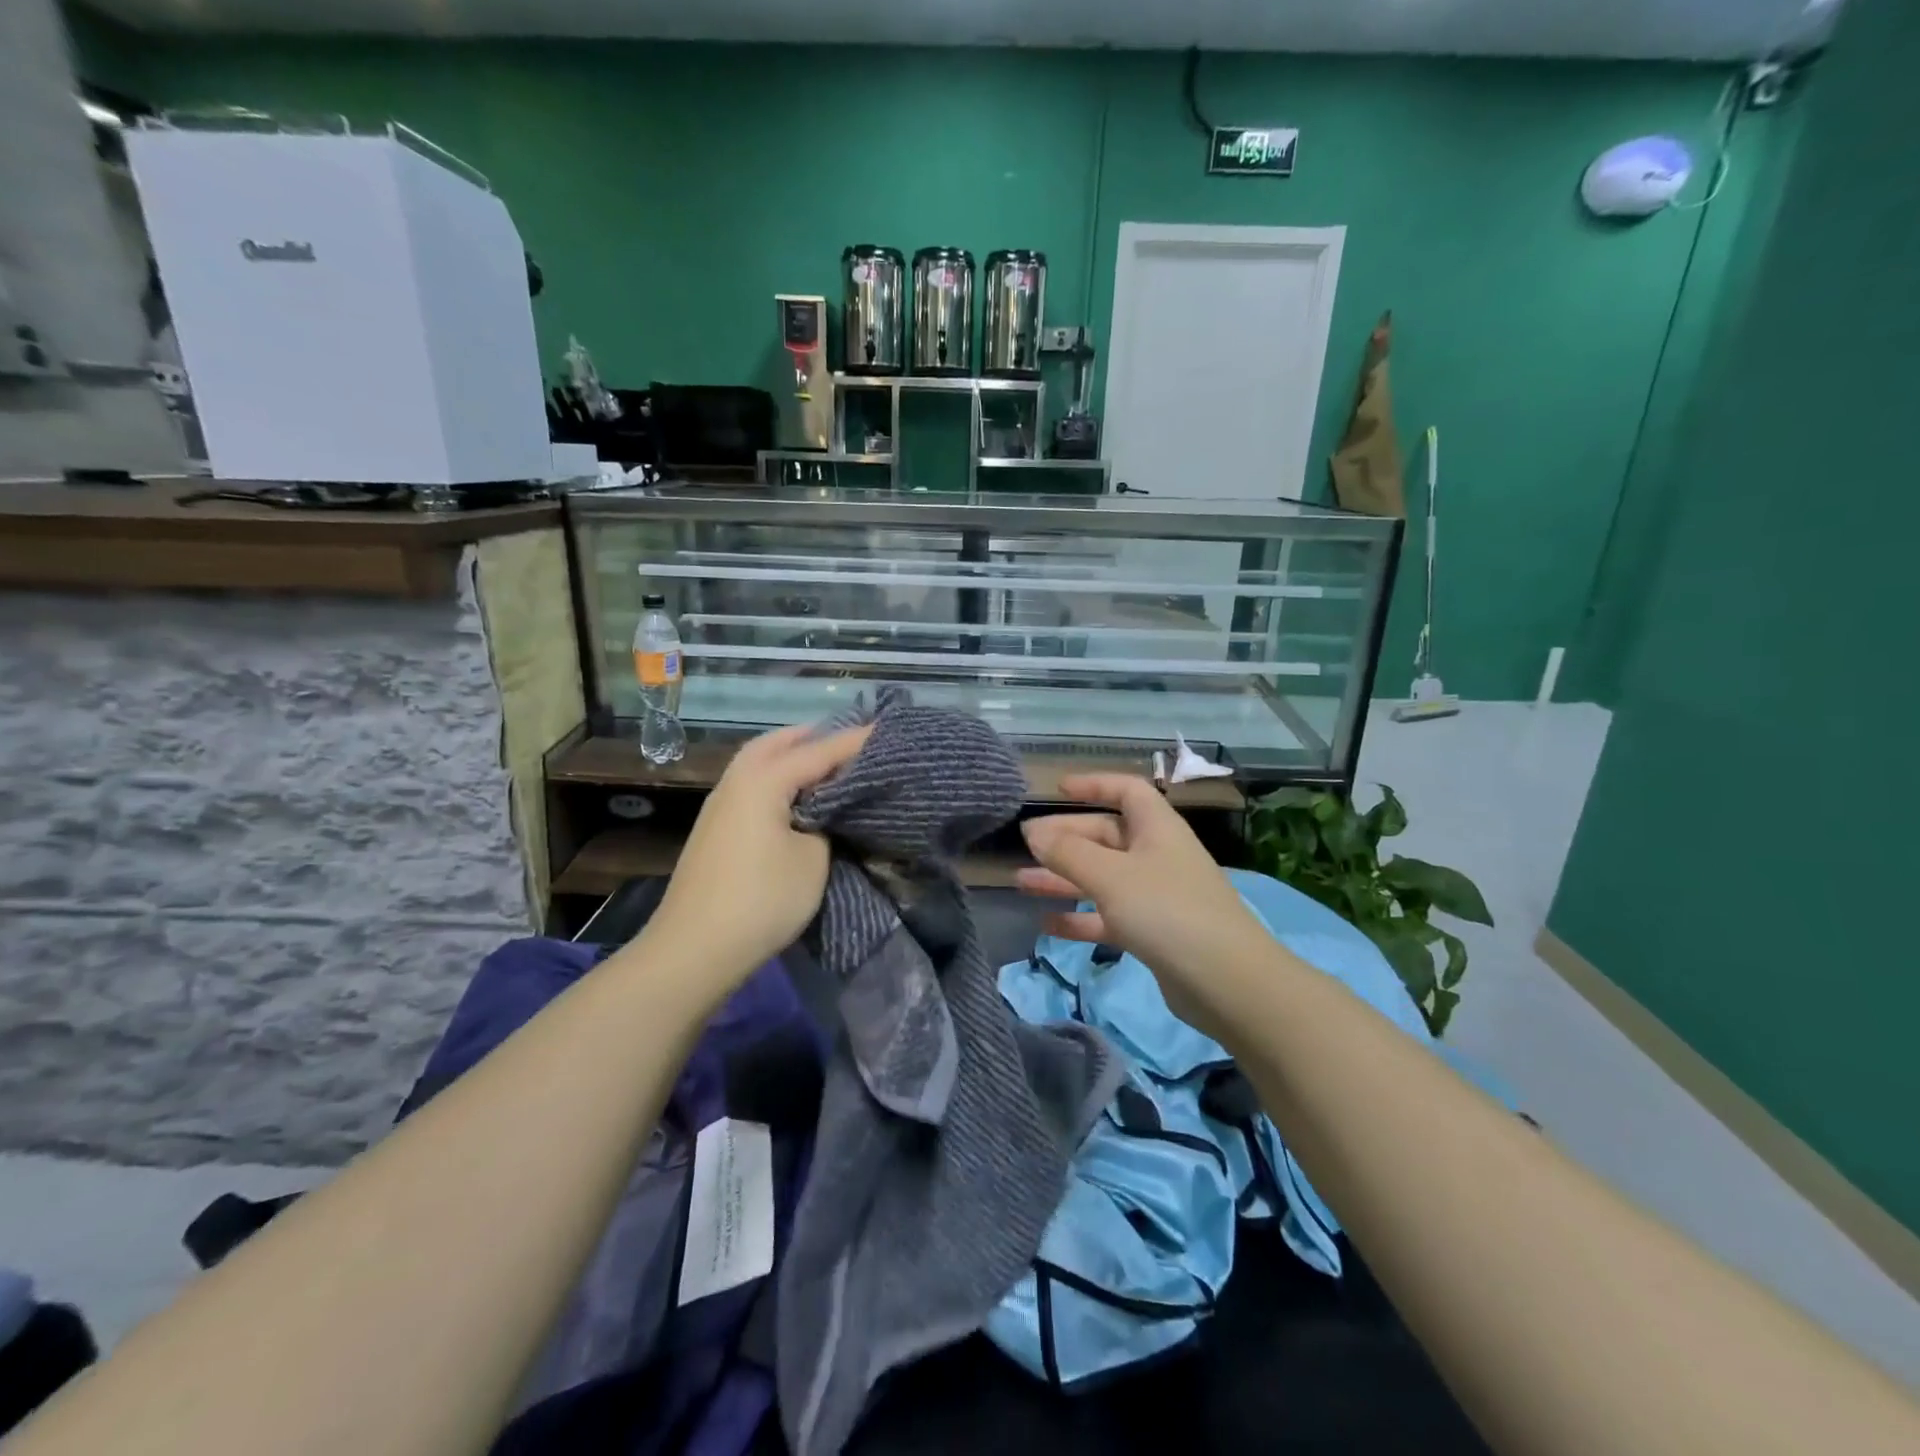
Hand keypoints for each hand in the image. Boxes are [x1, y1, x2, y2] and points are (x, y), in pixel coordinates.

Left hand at [645, 723, 870, 994]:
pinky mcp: (715, 828)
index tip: (885, 730)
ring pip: (757, 762)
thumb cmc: (761, 900)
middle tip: (848, 740)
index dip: (854, 741)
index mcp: (762, 781)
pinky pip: (750, 783)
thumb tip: (821, 816)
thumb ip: (825, 825)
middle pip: (777, 743)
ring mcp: (720, 805)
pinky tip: (793, 794)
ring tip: (823, 762)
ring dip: (790, 755)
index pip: (818, 751)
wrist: (694, 949)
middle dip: (813, 737)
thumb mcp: (813, 860)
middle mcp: (736, 781)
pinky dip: (775, 777)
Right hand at [1017, 774, 1271, 1037]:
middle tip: (1025, 846)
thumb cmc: (1167, 911)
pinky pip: (1108, 915)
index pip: (1126, 791)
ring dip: (1064, 878)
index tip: (1057, 790)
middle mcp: (1157, 855)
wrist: (1227, 983)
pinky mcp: (1153, 933)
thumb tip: (1033, 831)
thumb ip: (1068, 853)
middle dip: (1066, 839)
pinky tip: (1046, 923)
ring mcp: (1156, 896)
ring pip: (1102, 877)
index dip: (1094, 785)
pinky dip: (1079, 917)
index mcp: (1157, 828)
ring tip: (1020, 882)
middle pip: (1106, 836)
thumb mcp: (1111, 876)